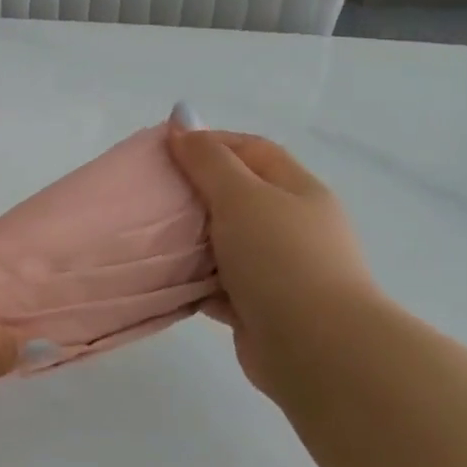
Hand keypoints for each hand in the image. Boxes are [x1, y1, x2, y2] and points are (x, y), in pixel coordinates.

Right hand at [166, 121, 384, 399]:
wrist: (318, 349)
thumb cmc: (281, 258)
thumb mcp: (241, 196)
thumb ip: (208, 160)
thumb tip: (182, 117)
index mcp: (297, 191)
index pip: (252, 150)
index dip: (210, 143)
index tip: (163, 150)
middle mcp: (291, 226)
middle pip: (236, 196)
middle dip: (194, 193)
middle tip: (150, 194)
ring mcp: (278, 270)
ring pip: (223, 244)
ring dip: (190, 241)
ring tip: (147, 236)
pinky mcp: (259, 308)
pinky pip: (217, 285)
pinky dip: (193, 282)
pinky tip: (162, 279)